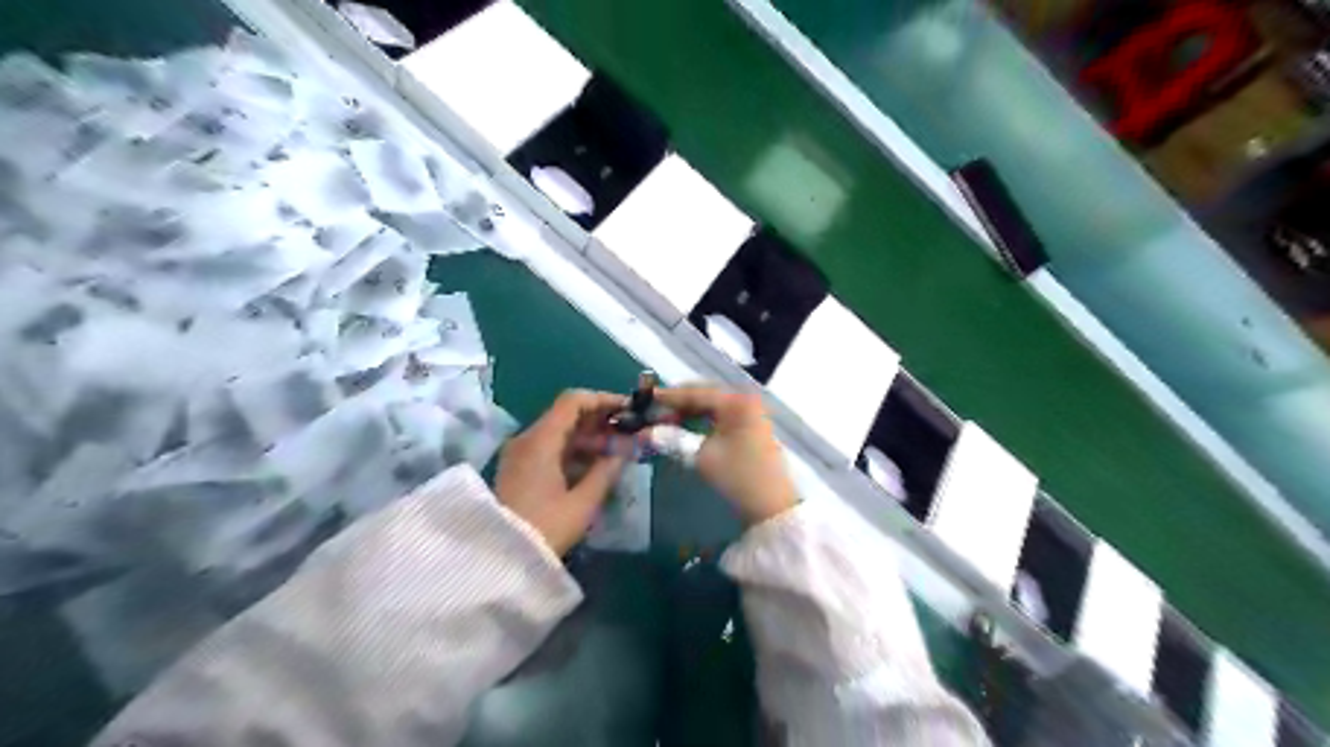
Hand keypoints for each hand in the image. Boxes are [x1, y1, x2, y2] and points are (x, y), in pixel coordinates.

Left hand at [495, 392, 630, 552]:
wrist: (498, 561)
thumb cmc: (545, 529)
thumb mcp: (583, 502)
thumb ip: (607, 470)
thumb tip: (625, 449)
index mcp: (541, 440)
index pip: (574, 401)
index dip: (604, 400)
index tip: (629, 410)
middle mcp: (527, 438)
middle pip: (566, 414)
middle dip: (600, 420)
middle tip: (629, 432)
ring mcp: (520, 453)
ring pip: (559, 431)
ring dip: (589, 436)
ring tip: (618, 451)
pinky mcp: (518, 469)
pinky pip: (550, 447)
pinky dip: (574, 449)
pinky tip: (595, 465)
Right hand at [652, 386, 792, 524]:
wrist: (772, 506)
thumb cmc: (738, 477)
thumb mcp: (702, 456)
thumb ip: (673, 439)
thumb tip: (644, 432)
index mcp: (736, 401)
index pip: (696, 392)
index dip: (668, 396)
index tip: (644, 398)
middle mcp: (744, 400)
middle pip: (704, 395)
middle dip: (678, 403)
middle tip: (652, 412)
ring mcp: (750, 413)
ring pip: (712, 405)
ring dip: (689, 411)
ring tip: (664, 421)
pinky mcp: (750, 427)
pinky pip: (720, 415)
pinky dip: (701, 419)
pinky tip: (685, 426)